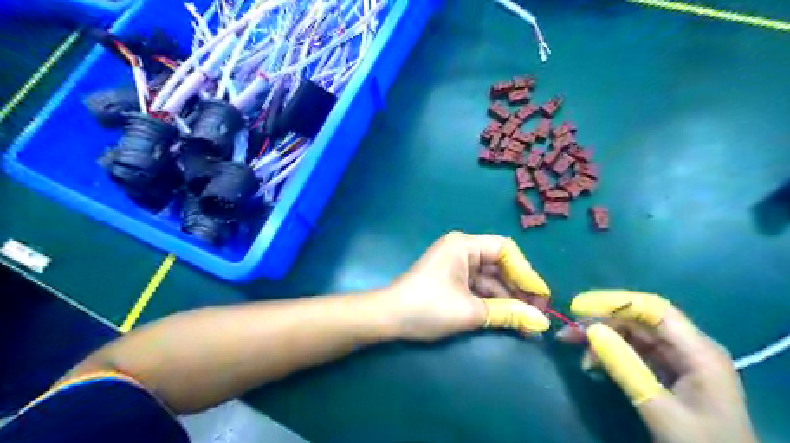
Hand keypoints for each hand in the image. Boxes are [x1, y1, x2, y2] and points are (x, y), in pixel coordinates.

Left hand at [380, 232, 550, 341]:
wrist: (387, 318)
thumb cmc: (427, 308)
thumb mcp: (470, 311)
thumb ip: (508, 313)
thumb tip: (542, 321)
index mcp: (464, 245)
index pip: (506, 250)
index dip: (526, 272)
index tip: (541, 297)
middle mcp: (462, 249)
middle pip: (500, 265)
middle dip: (519, 289)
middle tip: (537, 314)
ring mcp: (456, 265)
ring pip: (491, 279)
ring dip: (508, 299)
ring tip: (527, 324)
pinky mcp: (453, 280)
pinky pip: (480, 287)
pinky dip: (493, 302)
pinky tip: (508, 320)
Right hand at [551, 290, 761, 442]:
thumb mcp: (659, 408)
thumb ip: (625, 367)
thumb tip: (592, 330)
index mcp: (698, 351)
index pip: (653, 309)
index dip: (615, 302)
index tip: (578, 306)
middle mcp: (689, 347)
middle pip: (638, 321)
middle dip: (602, 324)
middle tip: (568, 333)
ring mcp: (679, 360)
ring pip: (633, 336)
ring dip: (603, 341)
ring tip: (580, 356)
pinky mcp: (669, 372)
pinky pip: (635, 353)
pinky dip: (612, 356)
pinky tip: (594, 366)